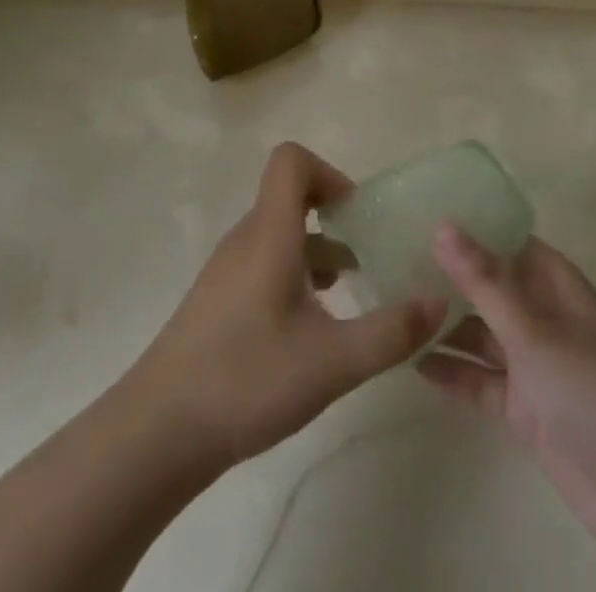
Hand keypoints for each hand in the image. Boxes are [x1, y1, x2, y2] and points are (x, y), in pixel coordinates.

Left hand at [123, 143, 443, 473]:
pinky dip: (293, 274)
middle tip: (366, 256)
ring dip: (316, 250)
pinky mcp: (217, 299)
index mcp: (270, 233)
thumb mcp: (332, 362)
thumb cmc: (246, 381)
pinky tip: (309, 328)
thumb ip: (390, 332)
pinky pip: (263, 261)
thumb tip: (440, 303)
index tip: (356, 215)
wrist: (156, 434)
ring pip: (278, 233)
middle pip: (290, 196)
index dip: (329, 173)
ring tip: (347, 294)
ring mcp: (226, 269)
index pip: (291, 160)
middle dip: (333, 217)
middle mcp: (246, 238)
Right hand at [418, 226, 595, 575]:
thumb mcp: (534, 330)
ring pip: (481, 333)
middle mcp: (543, 315)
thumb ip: (484, 281)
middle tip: (389, 261)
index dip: (468, 226)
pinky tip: (414, 362)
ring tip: (393, 309)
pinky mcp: (526, 409)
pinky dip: (454, 372)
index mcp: (554, 283)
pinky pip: (482, 380)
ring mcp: (535, 363)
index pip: (506, 239)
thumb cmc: (595, 390)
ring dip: (445, 324)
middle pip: (489, 285)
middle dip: (448, 276)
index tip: (417, 213)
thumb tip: (441, 223)